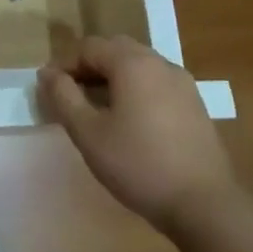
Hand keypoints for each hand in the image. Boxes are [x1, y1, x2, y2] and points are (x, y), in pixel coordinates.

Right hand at [38, 35, 237, 232]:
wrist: (204, 205)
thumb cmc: (138, 165)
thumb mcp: (88, 133)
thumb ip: (63, 97)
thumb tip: (48, 73)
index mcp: (132, 63)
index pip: (89, 47)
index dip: (64, 63)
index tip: (48, 88)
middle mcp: (160, 63)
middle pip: (115, 49)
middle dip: (89, 66)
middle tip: (70, 94)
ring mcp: (182, 83)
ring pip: (138, 65)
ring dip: (112, 77)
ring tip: (96, 107)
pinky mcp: (195, 104)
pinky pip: (156, 82)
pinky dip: (135, 89)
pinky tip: (129, 120)